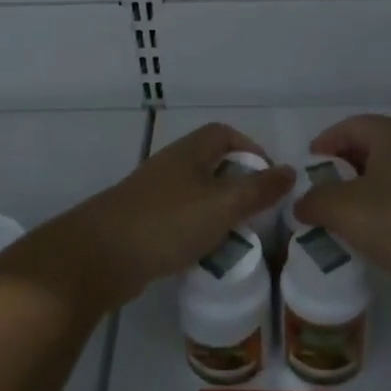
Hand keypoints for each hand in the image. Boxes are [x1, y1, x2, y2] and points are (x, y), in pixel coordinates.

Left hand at [61, 123, 293, 306]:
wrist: (99, 256)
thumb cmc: (167, 222)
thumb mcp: (223, 205)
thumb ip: (259, 189)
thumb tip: (291, 171)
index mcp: (190, 152)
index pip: (224, 134)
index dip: (251, 149)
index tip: (269, 178)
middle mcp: (171, 166)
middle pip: (211, 164)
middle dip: (237, 185)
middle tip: (257, 212)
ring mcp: (153, 195)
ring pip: (196, 195)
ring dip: (218, 212)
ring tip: (236, 237)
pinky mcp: (141, 224)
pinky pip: (179, 220)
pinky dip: (197, 232)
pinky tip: (204, 255)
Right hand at [293, 114, 390, 315]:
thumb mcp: (347, 211)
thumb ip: (316, 201)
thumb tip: (303, 203)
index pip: (349, 126)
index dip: (323, 145)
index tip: (306, 171)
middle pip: (369, 147)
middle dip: (341, 170)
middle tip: (321, 196)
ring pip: (389, 172)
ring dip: (364, 191)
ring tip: (344, 218)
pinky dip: (387, 206)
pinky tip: (378, 233)